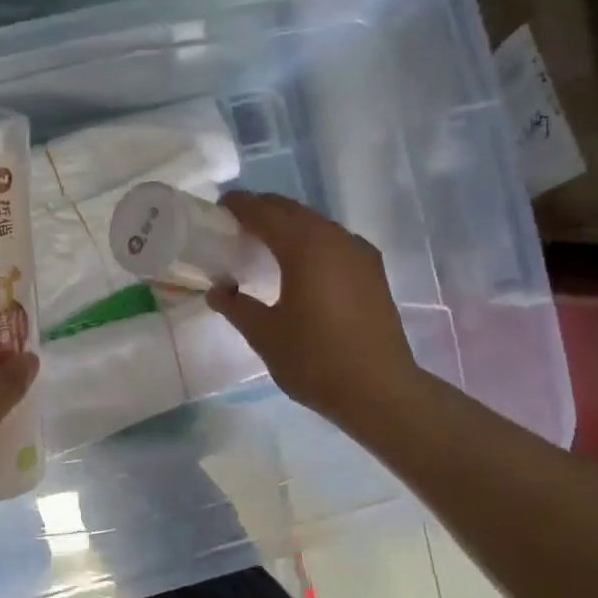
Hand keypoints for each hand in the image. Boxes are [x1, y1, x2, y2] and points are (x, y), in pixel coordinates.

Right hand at [207, 192, 417, 429]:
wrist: (381, 391)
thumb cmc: (316, 360)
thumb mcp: (265, 335)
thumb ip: (236, 306)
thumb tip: (216, 290)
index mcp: (304, 246)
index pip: (265, 212)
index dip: (240, 206)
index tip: (219, 208)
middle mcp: (334, 239)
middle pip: (292, 210)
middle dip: (264, 210)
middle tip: (237, 222)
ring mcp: (358, 253)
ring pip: (316, 223)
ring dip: (289, 224)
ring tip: (266, 241)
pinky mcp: (372, 271)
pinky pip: (334, 240)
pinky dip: (311, 240)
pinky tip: (302, 262)